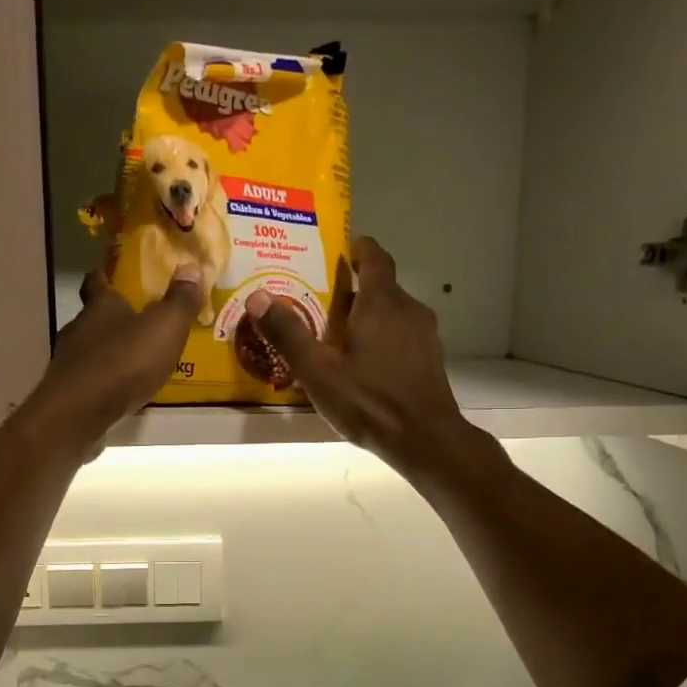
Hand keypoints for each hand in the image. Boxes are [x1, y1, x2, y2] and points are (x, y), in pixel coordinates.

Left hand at [22, 265, 200, 448]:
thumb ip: (179, 300)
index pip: (96, 281)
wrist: (81, 411)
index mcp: (101, 306)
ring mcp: (69, 361)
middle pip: (93, 316)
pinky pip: (88, 378)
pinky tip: (119, 389)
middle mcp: (79, 327)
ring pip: (89, 348)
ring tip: (132, 360)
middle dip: (111, 318)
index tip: (110, 275)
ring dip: (107, 351)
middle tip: (135, 322)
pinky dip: (102, 379)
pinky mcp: (68, 391)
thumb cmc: (125, 361)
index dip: (104, 276)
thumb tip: (190, 267)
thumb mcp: (165, 327)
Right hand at [247, 238, 480, 479]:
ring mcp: (424, 336)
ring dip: (368, 314)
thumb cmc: (369, 400)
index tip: (344, 246)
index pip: (376, 258)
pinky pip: (402, 335)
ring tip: (338, 331)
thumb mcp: (318, 371)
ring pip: (393, 313)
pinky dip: (382, 336)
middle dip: (354, 287)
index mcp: (382, 304)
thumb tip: (257, 296)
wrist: (426, 440)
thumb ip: (288, 333)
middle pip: (382, 287)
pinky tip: (363, 362)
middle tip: (322, 298)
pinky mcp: (429, 360)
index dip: (360, 248)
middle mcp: (408, 311)